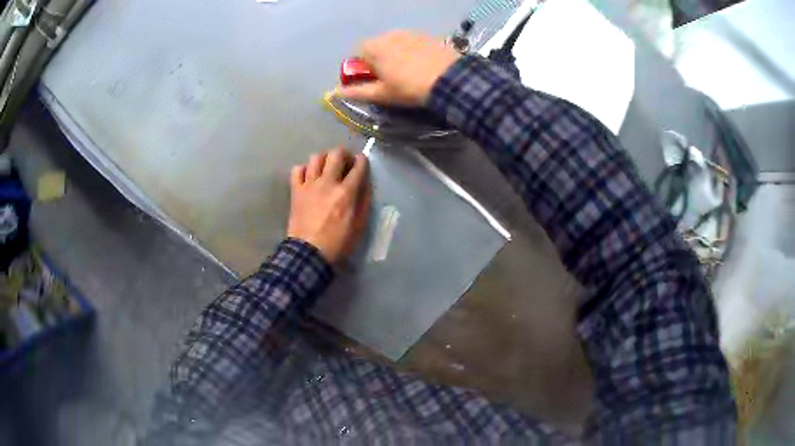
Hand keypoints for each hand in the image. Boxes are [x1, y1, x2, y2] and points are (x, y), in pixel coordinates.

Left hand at [288, 148, 370, 263]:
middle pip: (336, 154)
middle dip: (343, 154)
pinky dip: (303, 170)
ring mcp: (309, 185)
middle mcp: (327, 182)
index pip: (358, 166)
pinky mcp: (296, 190)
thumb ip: (363, 202)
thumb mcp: (359, 226)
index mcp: (346, 192)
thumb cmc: (337, 242)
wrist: (309, 253)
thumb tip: (365, 185)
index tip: (361, 161)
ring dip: (324, 159)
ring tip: (326, 168)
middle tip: (344, 162)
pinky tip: (308, 177)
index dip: (362, 160)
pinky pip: (297, 170)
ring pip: (316, 158)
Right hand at [335, 30, 460, 106]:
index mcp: (374, 47)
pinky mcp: (427, 36)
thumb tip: (334, 93)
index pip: (358, 52)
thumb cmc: (409, 88)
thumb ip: (356, 92)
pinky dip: (411, 51)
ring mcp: (410, 33)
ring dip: (395, 54)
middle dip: (378, 59)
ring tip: (407, 72)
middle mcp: (390, 34)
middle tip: (390, 77)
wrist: (449, 80)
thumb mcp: (381, 94)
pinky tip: (421, 65)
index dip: (362, 67)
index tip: (372, 80)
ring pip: (395, 43)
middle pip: (377, 46)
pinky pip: (412, 42)